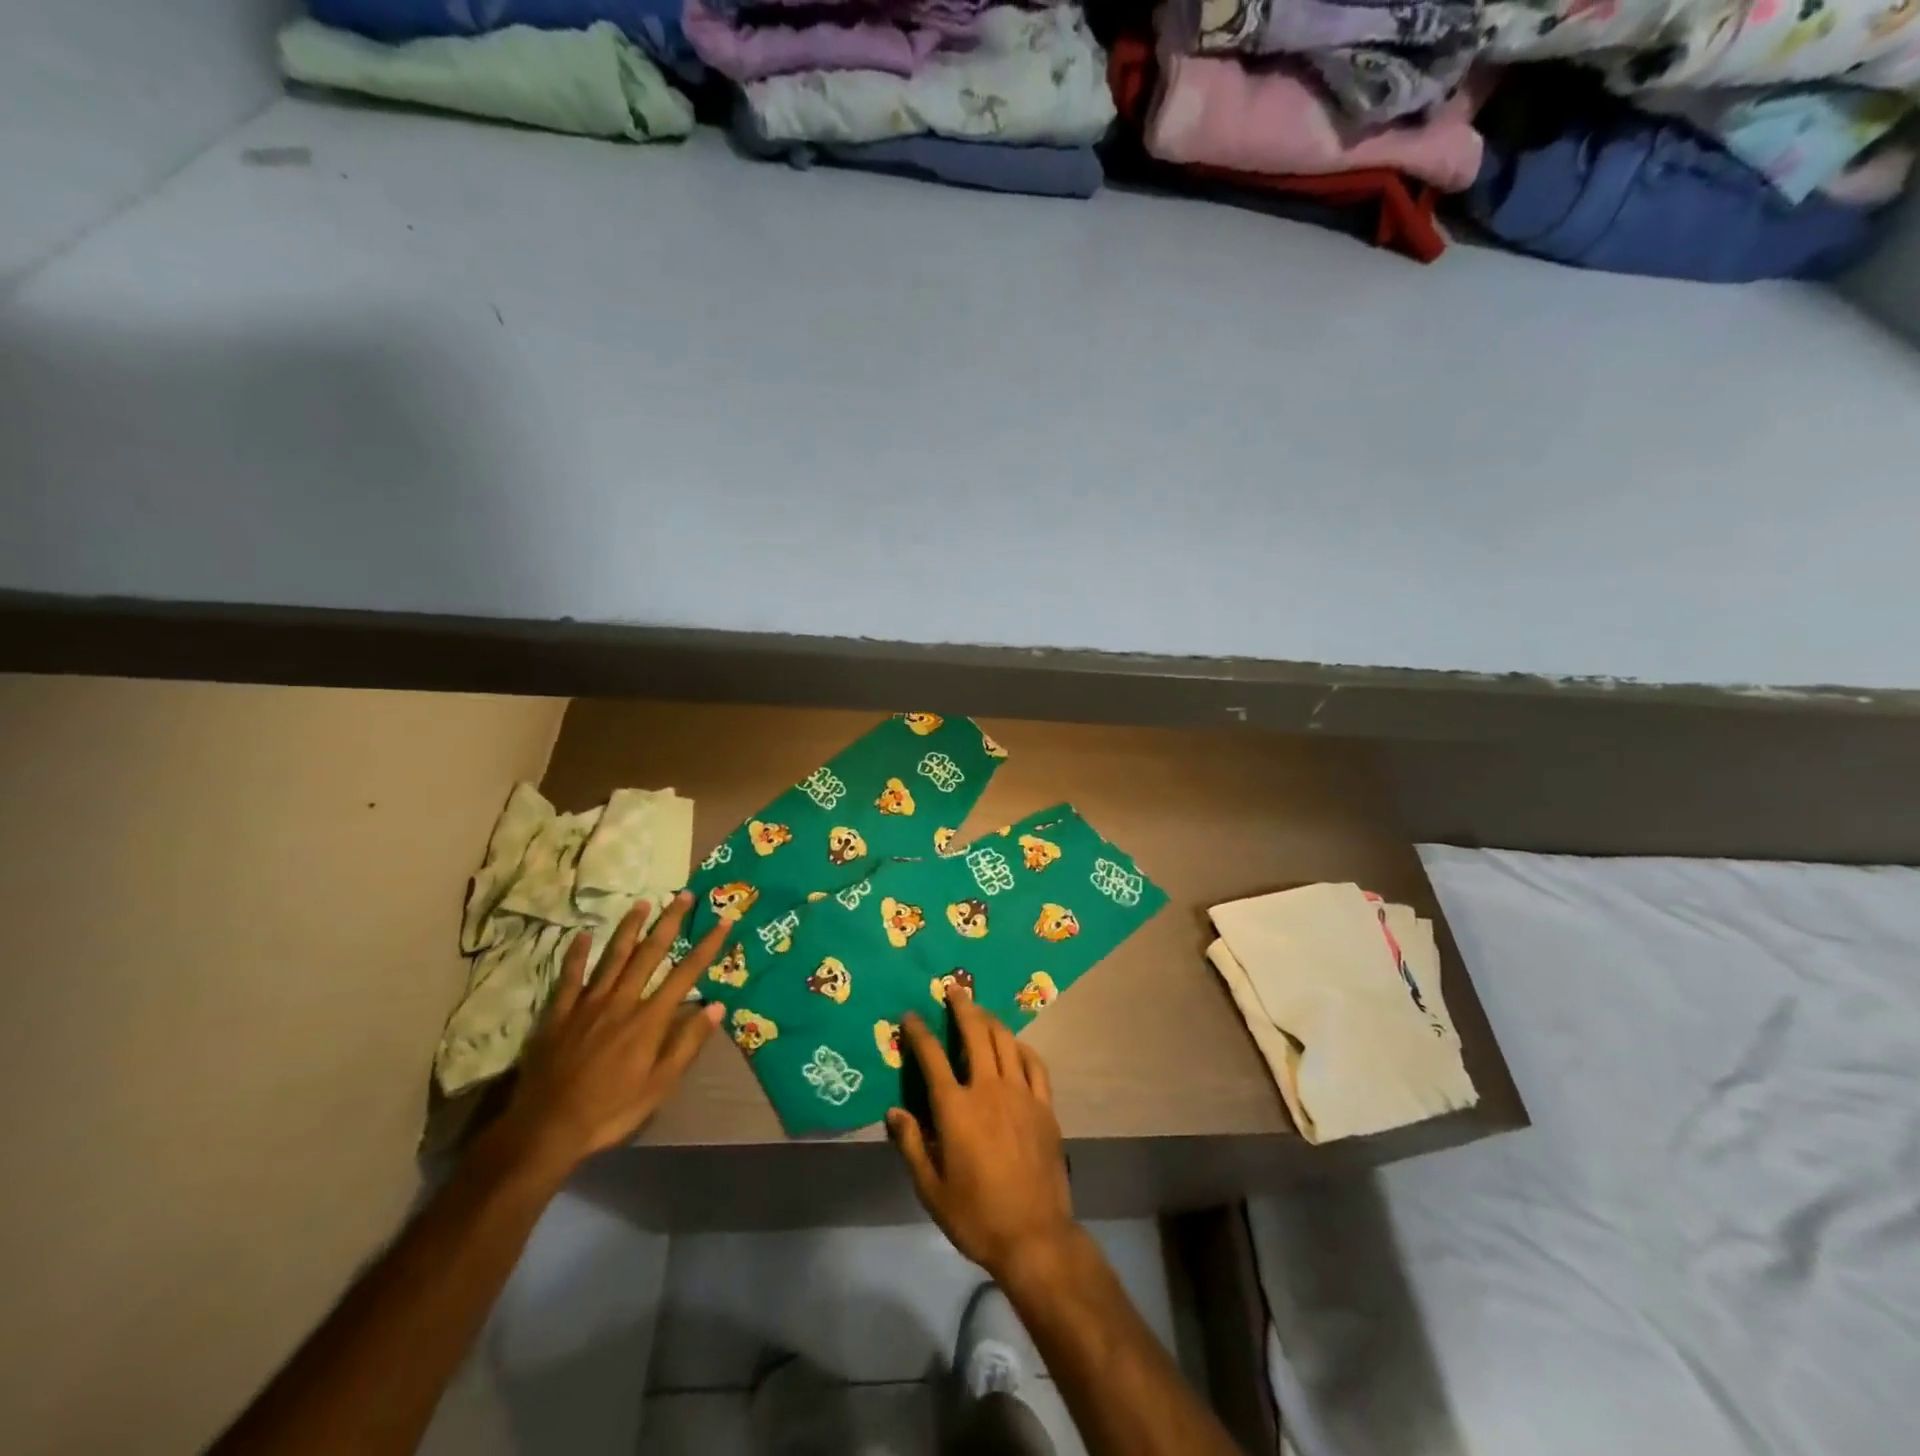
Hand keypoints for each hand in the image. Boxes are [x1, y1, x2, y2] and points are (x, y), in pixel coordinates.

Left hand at [494, 893, 726, 1178]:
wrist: (546, 1129)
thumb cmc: (610, 1111)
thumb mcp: (659, 1086)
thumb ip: (687, 1043)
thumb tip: (716, 1006)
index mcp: (649, 1020)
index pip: (686, 974)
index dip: (707, 946)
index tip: (724, 921)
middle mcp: (622, 1002)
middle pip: (650, 954)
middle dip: (670, 923)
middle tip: (684, 895)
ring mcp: (588, 1004)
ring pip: (613, 957)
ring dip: (630, 928)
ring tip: (642, 903)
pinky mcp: (559, 1014)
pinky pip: (570, 977)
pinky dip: (577, 955)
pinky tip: (583, 935)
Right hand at [887, 987, 1076, 1285]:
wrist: (1034, 1236)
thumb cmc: (976, 1216)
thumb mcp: (931, 1189)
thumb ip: (912, 1144)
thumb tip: (894, 1111)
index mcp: (956, 1109)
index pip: (932, 1057)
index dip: (919, 1032)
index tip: (911, 1015)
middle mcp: (988, 1089)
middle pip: (975, 1033)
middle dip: (962, 1007)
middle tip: (953, 989)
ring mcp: (1021, 1094)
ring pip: (1005, 1041)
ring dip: (990, 1020)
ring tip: (980, 1011)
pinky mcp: (1044, 1106)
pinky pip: (1034, 1063)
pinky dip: (1022, 1047)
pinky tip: (1015, 1045)